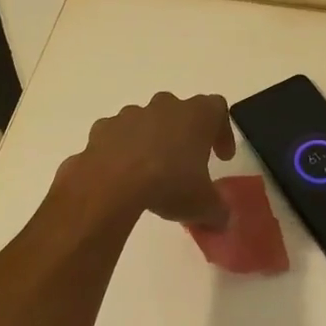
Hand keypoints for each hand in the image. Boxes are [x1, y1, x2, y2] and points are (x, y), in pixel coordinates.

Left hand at [63, 92, 235, 227]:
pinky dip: (121, 149)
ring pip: (147, 121)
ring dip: (152, 139)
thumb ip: (218, 210)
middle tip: (187, 162)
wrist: (111, 184)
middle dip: (184, 133)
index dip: (222, 132)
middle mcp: (164, 106)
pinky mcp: (103, 128)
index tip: (222, 157)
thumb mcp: (203, 205)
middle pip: (180, 111)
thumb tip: (222, 219)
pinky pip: (117, 135)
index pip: (217, 109)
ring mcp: (130, 115)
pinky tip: (122, 174)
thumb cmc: (168, 184)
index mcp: (196, 115)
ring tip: (152, 171)